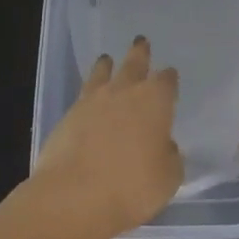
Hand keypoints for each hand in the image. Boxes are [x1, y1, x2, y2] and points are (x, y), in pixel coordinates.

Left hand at [32, 37, 182, 238]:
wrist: (73, 196)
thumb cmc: (131, 187)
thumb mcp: (168, 179)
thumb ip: (171, 157)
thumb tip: (165, 146)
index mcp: (155, 100)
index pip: (167, 80)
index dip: (169, 79)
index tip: (171, 77)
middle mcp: (125, 91)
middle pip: (134, 63)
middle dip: (140, 52)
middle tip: (141, 41)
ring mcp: (93, 100)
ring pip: (103, 72)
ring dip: (107, 65)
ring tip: (106, 59)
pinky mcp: (68, 115)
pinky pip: (82, 94)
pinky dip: (88, 92)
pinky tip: (88, 97)